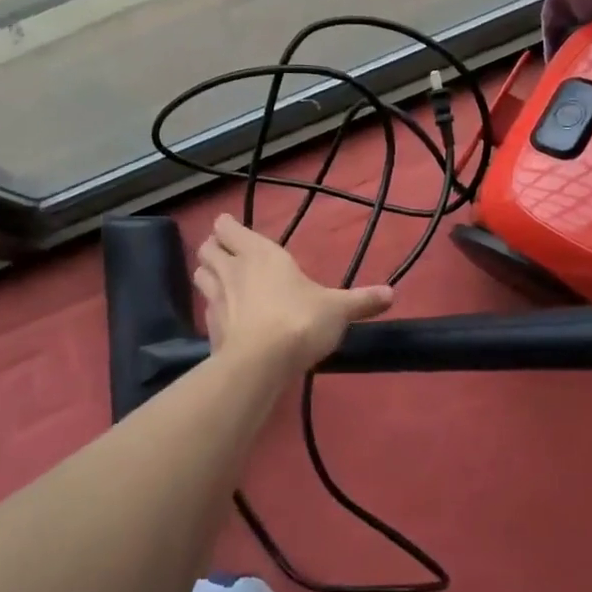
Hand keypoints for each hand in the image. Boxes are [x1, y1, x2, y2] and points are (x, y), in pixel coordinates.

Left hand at [193, 214, 394, 373]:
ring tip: (224, 282)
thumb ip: (361, 301)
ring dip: (208, 274)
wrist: (261, 363)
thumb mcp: (338, 310)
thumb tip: (392, 294)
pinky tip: (228, 319)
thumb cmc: (300, 320)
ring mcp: (216, 299)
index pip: (227, 227)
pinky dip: (214, 309)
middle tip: (229, 255)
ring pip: (200, 274)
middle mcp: (232, 269)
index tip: (234, 230)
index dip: (228, 227)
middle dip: (214, 248)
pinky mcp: (209, 328)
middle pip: (206, 247)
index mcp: (259, 253)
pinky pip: (206, 309)